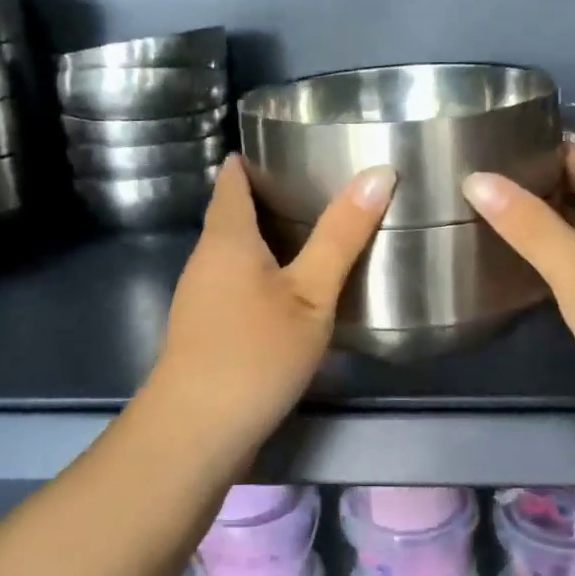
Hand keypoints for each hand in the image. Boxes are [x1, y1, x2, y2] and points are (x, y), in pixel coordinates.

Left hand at [143, 155, 395, 461]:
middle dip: (269, 196)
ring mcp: (200, 296)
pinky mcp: (205, 329)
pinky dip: (262, 273)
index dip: (254, 157)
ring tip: (315, 231)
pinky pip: (235, 283)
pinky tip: (293, 290)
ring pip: (234, 252)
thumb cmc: (254, 352)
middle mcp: (205, 258)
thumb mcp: (311, 293)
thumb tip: (378, 172)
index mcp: (227, 237)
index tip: (291, 144)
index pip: (232, 179)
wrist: (196, 431)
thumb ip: (342, 235)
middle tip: (321, 185)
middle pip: (233, 213)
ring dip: (267, 238)